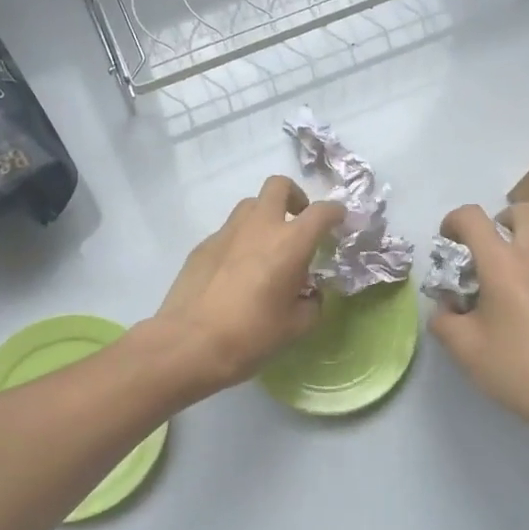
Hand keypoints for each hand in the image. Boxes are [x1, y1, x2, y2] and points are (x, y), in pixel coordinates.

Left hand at [150, 177, 345, 391]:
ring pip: (250, 205)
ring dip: (265, 216)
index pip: (322, 211)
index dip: (335, 212)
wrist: (189, 343)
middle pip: (279, 186)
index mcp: (290, 242)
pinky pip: (229, 231)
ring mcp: (227, 232)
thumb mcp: (296, 326)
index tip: (339, 221)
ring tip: (268, 246)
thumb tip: (311, 295)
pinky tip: (238, 271)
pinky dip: (241, 240)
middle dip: (295, 196)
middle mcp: (260, 226)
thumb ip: (312, 304)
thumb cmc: (251, 335)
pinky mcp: (203, 245)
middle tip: (299, 220)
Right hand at [431, 202, 528, 439]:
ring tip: (516, 281)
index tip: (448, 242)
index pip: (472, 217)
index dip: (453, 220)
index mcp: (503, 263)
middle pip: (522, 210)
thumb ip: (443, 319)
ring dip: (527, 246)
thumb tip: (445, 307)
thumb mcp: (464, 349)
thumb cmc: (517, 369)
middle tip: (489, 250)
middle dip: (500, 220)